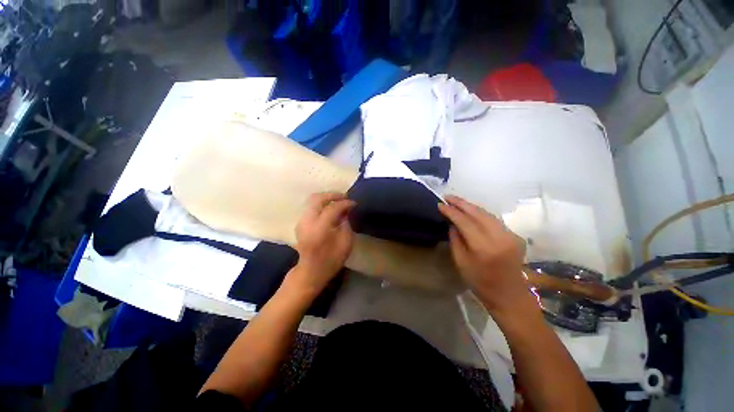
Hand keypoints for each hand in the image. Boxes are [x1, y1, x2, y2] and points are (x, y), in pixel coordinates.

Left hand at [289, 192, 355, 294]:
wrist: (311, 271)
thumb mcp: (345, 243)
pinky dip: (321, 204)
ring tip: (339, 202)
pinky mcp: (300, 223)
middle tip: (345, 197)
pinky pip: (311, 207)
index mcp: (320, 228)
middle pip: (318, 198)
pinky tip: (330, 209)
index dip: (345, 203)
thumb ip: (346, 223)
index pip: (333, 208)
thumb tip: (346, 210)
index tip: (354, 203)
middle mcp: (307, 221)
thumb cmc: (331, 260)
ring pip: (312, 200)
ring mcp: (301, 221)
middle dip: (333, 195)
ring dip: (326, 198)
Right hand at [438, 195, 533, 315]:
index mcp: (484, 247)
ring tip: (457, 201)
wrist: (510, 295)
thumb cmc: (480, 283)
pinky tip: (471, 211)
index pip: (465, 222)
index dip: (451, 212)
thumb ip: (455, 240)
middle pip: (478, 213)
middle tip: (447, 196)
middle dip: (461, 203)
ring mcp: (510, 235)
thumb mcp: (461, 263)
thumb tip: (452, 223)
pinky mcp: (515, 235)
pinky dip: (480, 213)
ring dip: (471, 206)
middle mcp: (499, 237)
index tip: (440, 204)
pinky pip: (493, 219)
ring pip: (487, 213)